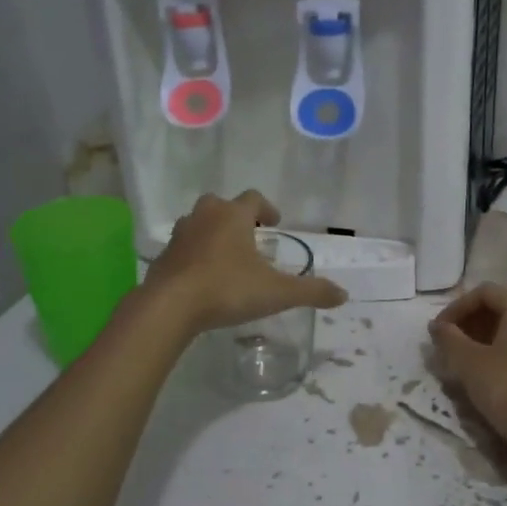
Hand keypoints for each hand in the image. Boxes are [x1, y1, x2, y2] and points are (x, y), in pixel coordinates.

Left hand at [144, 191, 346, 332]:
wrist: (170, 306)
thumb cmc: (227, 289)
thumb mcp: (277, 292)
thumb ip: (311, 292)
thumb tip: (343, 294)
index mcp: (233, 216)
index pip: (253, 198)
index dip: (267, 208)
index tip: (275, 222)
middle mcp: (204, 217)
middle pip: (220, 204)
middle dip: (235, 216)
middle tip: (249, 236)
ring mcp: (180, 235)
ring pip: (198, 223)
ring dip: (212, 233)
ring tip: (226, 256)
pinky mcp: (163, 257)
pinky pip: (182, 248)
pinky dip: (194, 255)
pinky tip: (202, 277)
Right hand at [428, 283, 506, 453]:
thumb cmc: (503, 386)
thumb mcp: (467, 360)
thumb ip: (448, 337)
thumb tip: (436, 326)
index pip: (484, 292)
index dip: (456, 307)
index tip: (439, 330)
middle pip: (497, 306)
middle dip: (467, 321)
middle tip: (446, 342)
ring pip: (506, 326)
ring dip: (478, 335)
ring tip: (457, 357)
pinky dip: (494, 348)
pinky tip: (478, 369)